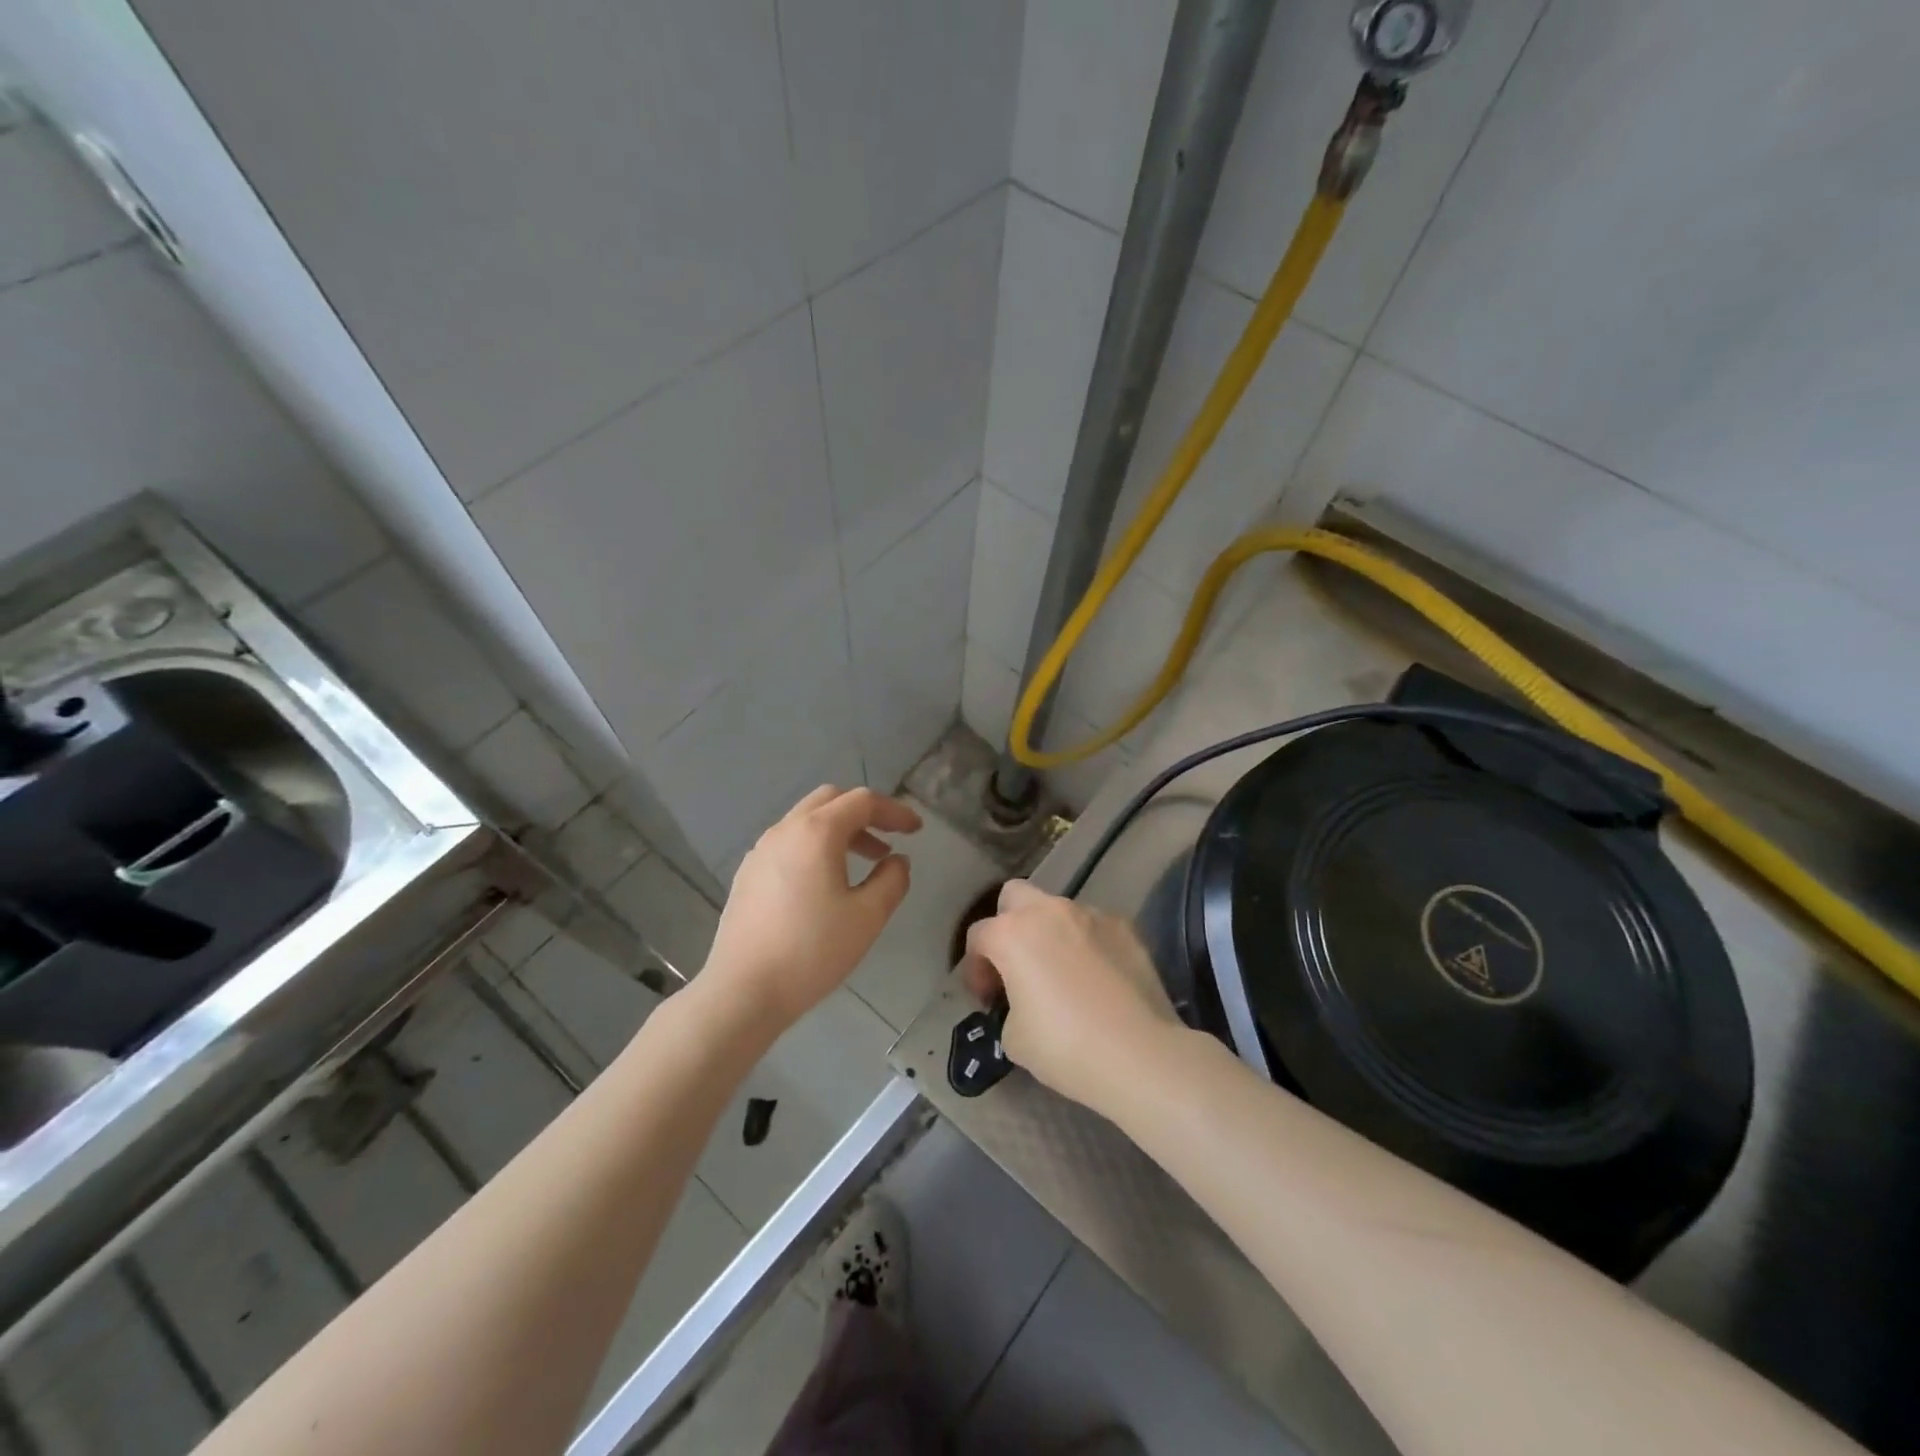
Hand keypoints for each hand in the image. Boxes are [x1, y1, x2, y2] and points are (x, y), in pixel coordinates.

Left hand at [701, 785, 920, 1035]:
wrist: (743, 991)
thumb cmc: (812, 951)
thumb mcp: (867, 917)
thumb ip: (891, 880)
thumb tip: (897, 861)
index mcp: (816, 832)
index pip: (862, 802)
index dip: (894, 811)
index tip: (916, 829)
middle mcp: (785, 830)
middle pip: (830, 800)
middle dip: (865, 813)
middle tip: (889, 838)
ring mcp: (760, 851)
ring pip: (806, 820)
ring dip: (840, 830)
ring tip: (865, 862)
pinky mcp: (748, 874)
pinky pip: (788, 843)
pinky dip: (815, 846)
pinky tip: (825, 881)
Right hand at [960, 879, 1182, 1112]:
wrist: (1139, 1054)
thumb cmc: (1065, 1046)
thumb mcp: (1013, 1038)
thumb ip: (1009, 1006)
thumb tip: (1022, 1002)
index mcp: (1012, 933)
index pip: (978, 936)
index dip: (975, 968)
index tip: (988, 1000)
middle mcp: (1049, 911)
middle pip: (1015, 896)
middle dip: (1008, 924)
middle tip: (1016, 965)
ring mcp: (1092, 914)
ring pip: (1058, 910)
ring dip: (1051, 934)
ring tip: (1062, 974)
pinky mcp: (1126, 928)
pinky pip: (1094, 927)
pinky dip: (1087, 945)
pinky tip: (1097, 980)